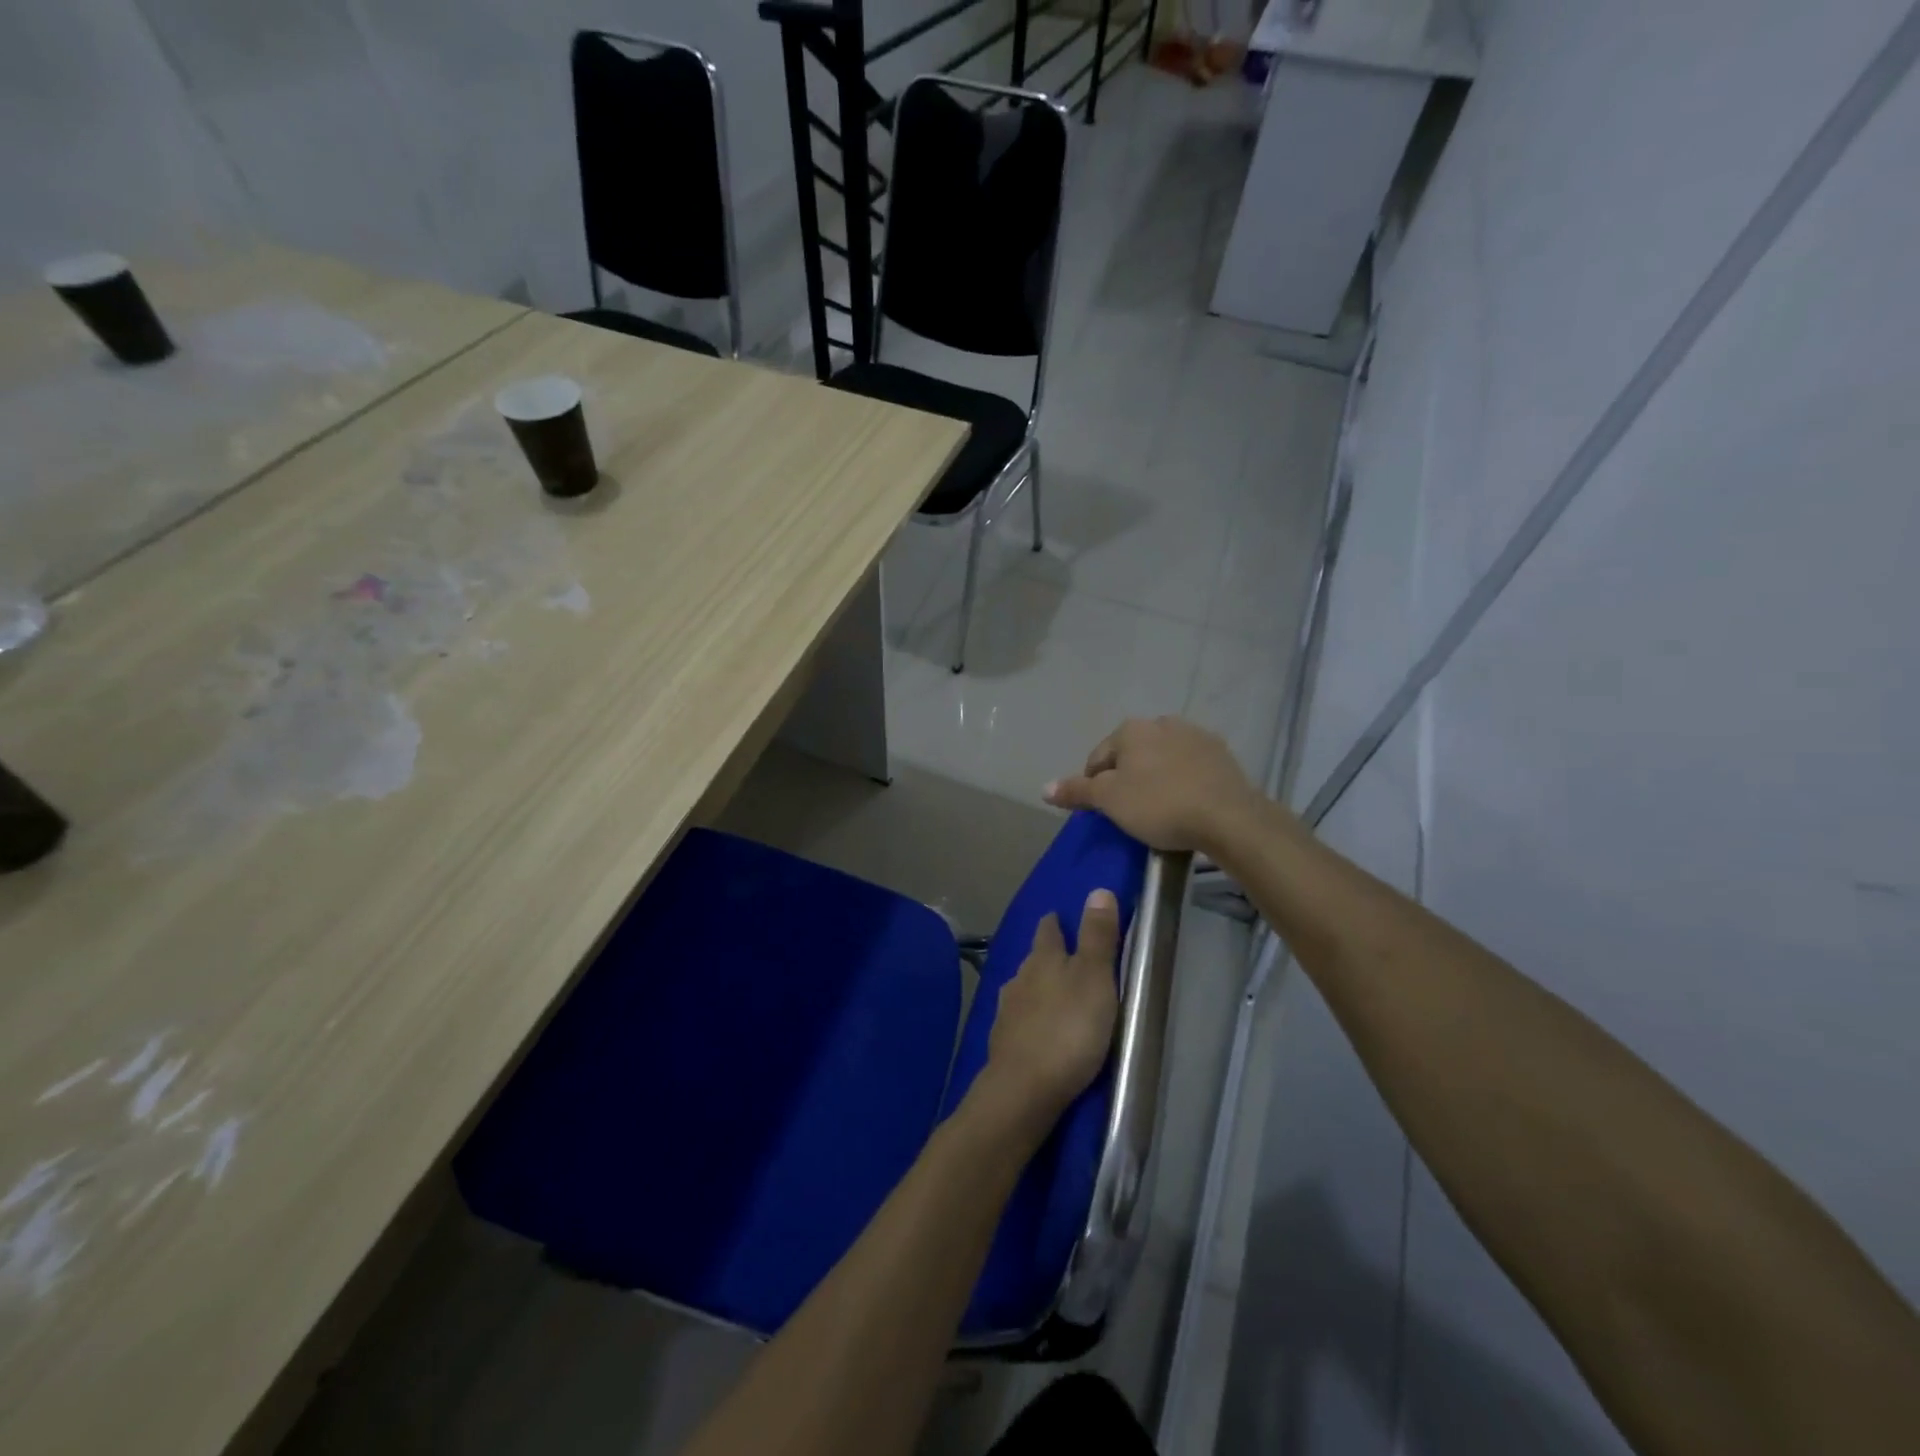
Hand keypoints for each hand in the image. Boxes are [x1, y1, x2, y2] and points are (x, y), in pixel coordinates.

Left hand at [974, 889, 1122, 1128]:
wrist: (1024, 1089)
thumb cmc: (1068, 1028)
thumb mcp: (1095, 978)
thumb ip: (1097, 936)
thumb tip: (1097, 889)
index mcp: (1042, 958)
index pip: (1048, 929)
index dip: (1056, 922)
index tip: (1061, 917)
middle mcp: (1018, 977)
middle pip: (1034, 959)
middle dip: (1047, 956)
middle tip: (1068, 960)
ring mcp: (1006, 1011)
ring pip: (1024, 989)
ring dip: (1038, 989)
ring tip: (1057, 997)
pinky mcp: (1003, 1043)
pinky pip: (1020, 1021)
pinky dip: (1032, 1020)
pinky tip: (1039, 1031)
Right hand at [1043, 716, 1262, 853]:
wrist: (1228, 817)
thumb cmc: (1159, 805)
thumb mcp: (1109, 801)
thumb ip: (1076, 790)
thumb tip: (1044, 787)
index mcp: (1130, 729)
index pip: (1098, 758)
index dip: (1093, 786)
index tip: (1102, 812)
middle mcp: (1162, 722)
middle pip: (1131, 754)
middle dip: (1126, 778)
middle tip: (1129, 812)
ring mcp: (1195, 735)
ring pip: (1162, 758)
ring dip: (1155, 777)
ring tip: (1159, 810)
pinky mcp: (1221, 754)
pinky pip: (1190, 766)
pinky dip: (1182, 780)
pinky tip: (1186, 804)